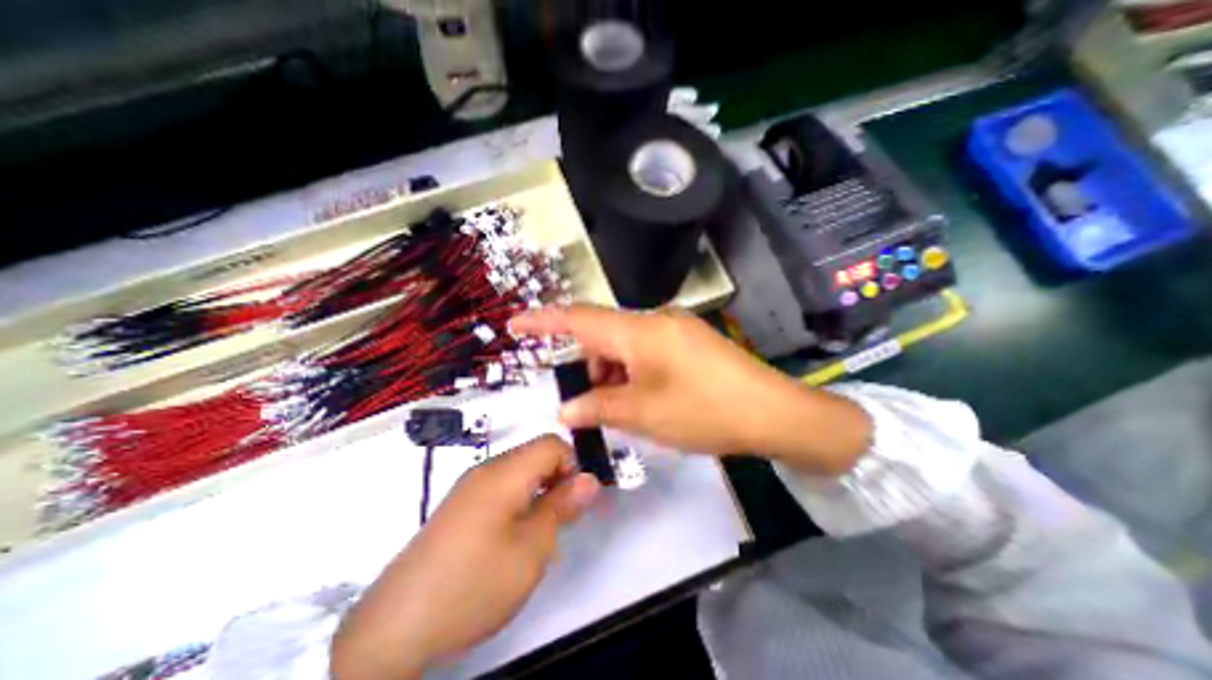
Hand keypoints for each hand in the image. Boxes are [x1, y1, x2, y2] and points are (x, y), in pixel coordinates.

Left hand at [330, 437, 597, 679]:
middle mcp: (486, 469)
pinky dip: (518, 501)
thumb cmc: (475, 582)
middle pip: (535, 455)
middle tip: (559, 521)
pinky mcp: (459, 505)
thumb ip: (562, 507)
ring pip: (519, 472)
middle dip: (556, 479)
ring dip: (538, 492)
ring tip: (537, 534)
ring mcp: (469, 486)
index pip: (552, 443)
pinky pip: (500, 487)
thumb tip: (590, 479)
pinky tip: (511, 539)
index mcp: (505, 472)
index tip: (574, 500)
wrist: (395, 627)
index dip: (572, 465)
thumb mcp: (532, 549)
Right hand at [508, 306, 871, 475]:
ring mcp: (675, 331)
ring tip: (618, 409)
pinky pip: (647, 353)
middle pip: (603, 336)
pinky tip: (640, 400)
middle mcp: (655, 321)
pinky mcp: (689, 344)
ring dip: (611, 374)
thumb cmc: (704, 410)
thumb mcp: (643, 414)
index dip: (544, 321)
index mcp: (639, 330)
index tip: (516, 325)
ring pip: (625, 347)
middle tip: (584, 402)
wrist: (774, 413)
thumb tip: (566, 409)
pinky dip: (633, 374)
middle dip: (587, 367)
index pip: (579, 318)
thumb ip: (598, 407)